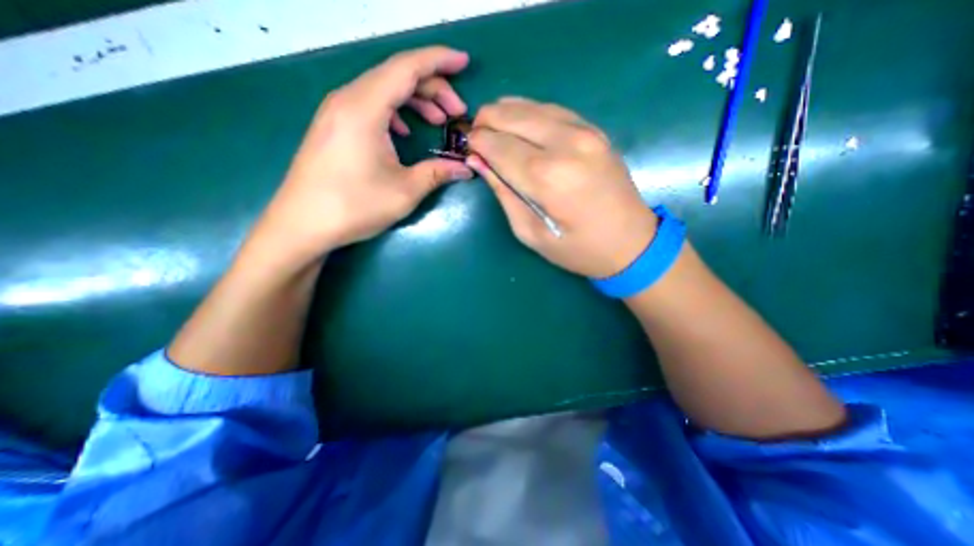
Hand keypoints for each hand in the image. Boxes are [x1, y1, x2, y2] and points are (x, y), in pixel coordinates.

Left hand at [252, 45, 473, 262]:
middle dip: (433, 89)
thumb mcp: (405, 191)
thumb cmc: (354, 206)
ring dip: (415, 101)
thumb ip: (438, 173)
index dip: (440, 61)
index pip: (407, 67)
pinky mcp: (334, 127)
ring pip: (383, 91)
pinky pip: (370, 106)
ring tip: (437, 122)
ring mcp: (337, 112)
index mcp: (365, 107)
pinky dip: (395, 113)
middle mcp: (348, 99)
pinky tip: (405, 133)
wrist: (302, 225)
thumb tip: (466, 168)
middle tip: (457, 113)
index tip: (465, 62)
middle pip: (396, 76)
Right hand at [466, 97, 662, 275]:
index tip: (467, 147)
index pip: (498, 145)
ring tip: (493, 128)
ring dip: (505, 113)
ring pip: (531, 106)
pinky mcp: (595, 130)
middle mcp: (565, 145)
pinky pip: (553, 109)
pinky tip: (520, 123)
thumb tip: (479, 162)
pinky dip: (530, 112)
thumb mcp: (530, 233)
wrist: (632, 242)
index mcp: (547, 177)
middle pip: (512, 116)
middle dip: (486, 121)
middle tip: (476, 136)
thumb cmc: (577, 249)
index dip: (477, 142)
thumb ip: (504, 194)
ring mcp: (585, 132)